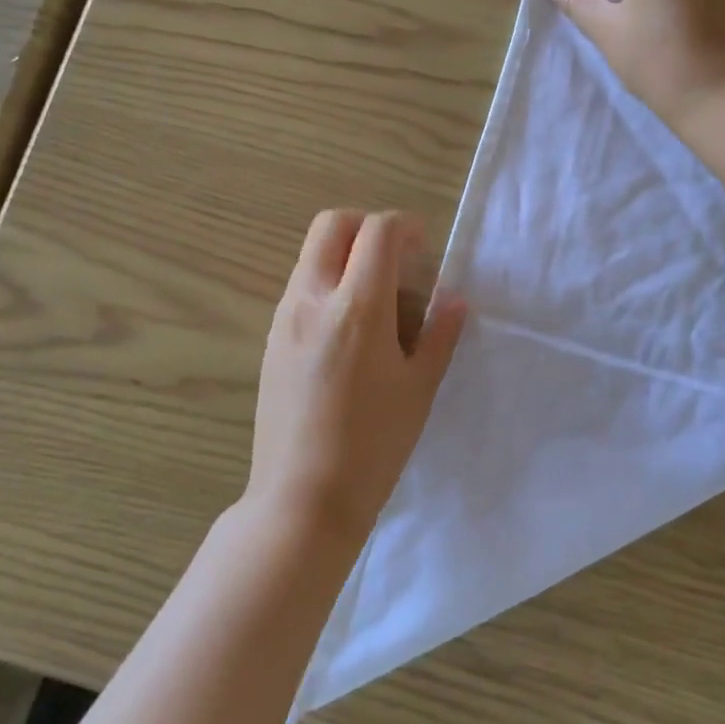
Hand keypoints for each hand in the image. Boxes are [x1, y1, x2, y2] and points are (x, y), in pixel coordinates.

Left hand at [249, 210, 467, 546]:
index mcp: (357, 306)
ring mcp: (284, 318)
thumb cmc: (374, 445)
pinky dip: (327, 284)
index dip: (406, 227)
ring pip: (312, 255)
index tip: (424, 249)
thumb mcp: (420, 388)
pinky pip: (299, 288)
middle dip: (367, 226)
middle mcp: (312, 298)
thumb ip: (440, 334)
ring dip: (345, 255)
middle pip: (332, 224)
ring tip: (376, 300)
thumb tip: (454, 299)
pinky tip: (348, 331)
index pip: (378, 231)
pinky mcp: (270, 340)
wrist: (303, 498)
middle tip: (396, 259)